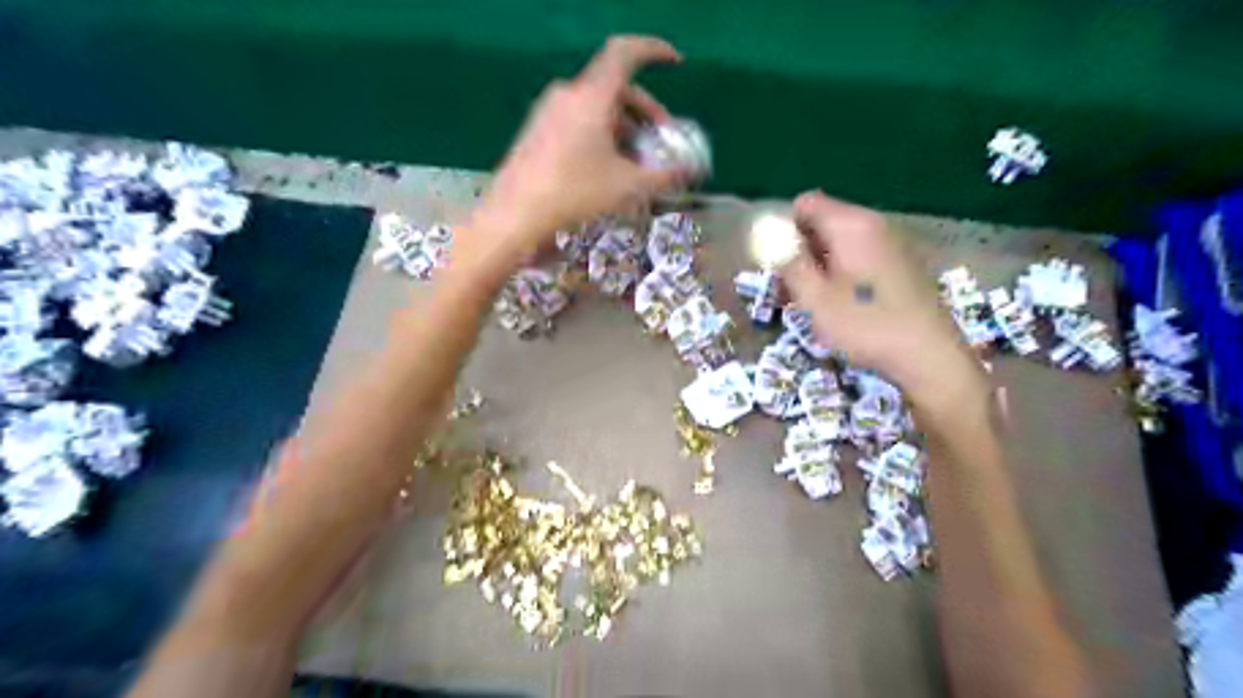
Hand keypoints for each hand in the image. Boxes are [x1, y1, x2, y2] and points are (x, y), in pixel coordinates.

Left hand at [461, 37, 684, 271]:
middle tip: (661, 137)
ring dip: (624, 127)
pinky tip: (608, 166)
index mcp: (592, 96)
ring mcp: (550, 111)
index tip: (675, 62)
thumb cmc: (574, 194)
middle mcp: (569, 94)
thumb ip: (664, 176)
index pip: (626, 53)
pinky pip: (579, 119)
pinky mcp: (539, 129)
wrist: (516, 214)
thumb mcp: (627, 186)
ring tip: (637, 160)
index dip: (654, 51)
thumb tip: (691, 171)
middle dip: (645, 110)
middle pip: (616, 87)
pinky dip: (602, 133)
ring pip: (597, 107)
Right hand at [780, 191, 985, 408]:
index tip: (776, 262)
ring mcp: (891, 244)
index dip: (784, 228)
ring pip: (840, 243)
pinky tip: (838, 305)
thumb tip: (772, 236)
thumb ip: (790, 262)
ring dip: (818, 265)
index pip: (805, 204)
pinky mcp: (901, 265)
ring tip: (808, 301)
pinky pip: (859, 257)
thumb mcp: (814, 298)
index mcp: (851, 225)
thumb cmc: (865, 325)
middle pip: (824, 222)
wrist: (928, 356)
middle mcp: (873, 225)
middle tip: (786, 288)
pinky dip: (840, 273)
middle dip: (799, 249)